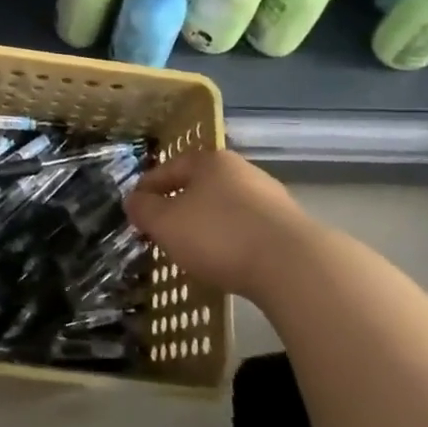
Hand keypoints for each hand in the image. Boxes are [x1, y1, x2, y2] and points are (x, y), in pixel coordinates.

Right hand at [125, 149, 318, 301]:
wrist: (293, 266)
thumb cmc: (219, 235)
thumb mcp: (166, 223)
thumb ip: (144, 210)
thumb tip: (134, 200)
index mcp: (210, 160)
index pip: (168, 168)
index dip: (146, 189)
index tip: (134, 210)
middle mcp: (241, 171)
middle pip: (199, 185)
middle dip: (179, 206)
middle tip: (162, 230)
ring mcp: (270, 198)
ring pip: (225, 208)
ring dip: (207, 225)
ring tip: (194, 251)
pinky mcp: (288, 228)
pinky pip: (247, 230)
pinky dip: (232, 242)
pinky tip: (227, 262)